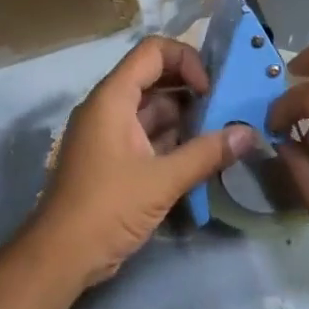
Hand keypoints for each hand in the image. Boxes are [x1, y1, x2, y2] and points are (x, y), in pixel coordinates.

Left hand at [34, 36, 254, 286]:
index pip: (153, 51)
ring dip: (185, 117)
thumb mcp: (162, 180)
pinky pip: (146, 134)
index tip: (209, 90)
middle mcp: (109, 106)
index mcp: (113, 97)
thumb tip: (249, 134)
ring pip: (153, 108)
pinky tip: (201, 156)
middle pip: (154, 78)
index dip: (186, 60)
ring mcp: (109, 132)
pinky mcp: (113, 158)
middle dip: (191, 89)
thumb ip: (207, 154)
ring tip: (220, 133)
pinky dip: (172, 139)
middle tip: (225, 109)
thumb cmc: (107, 208)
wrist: (60, 257)